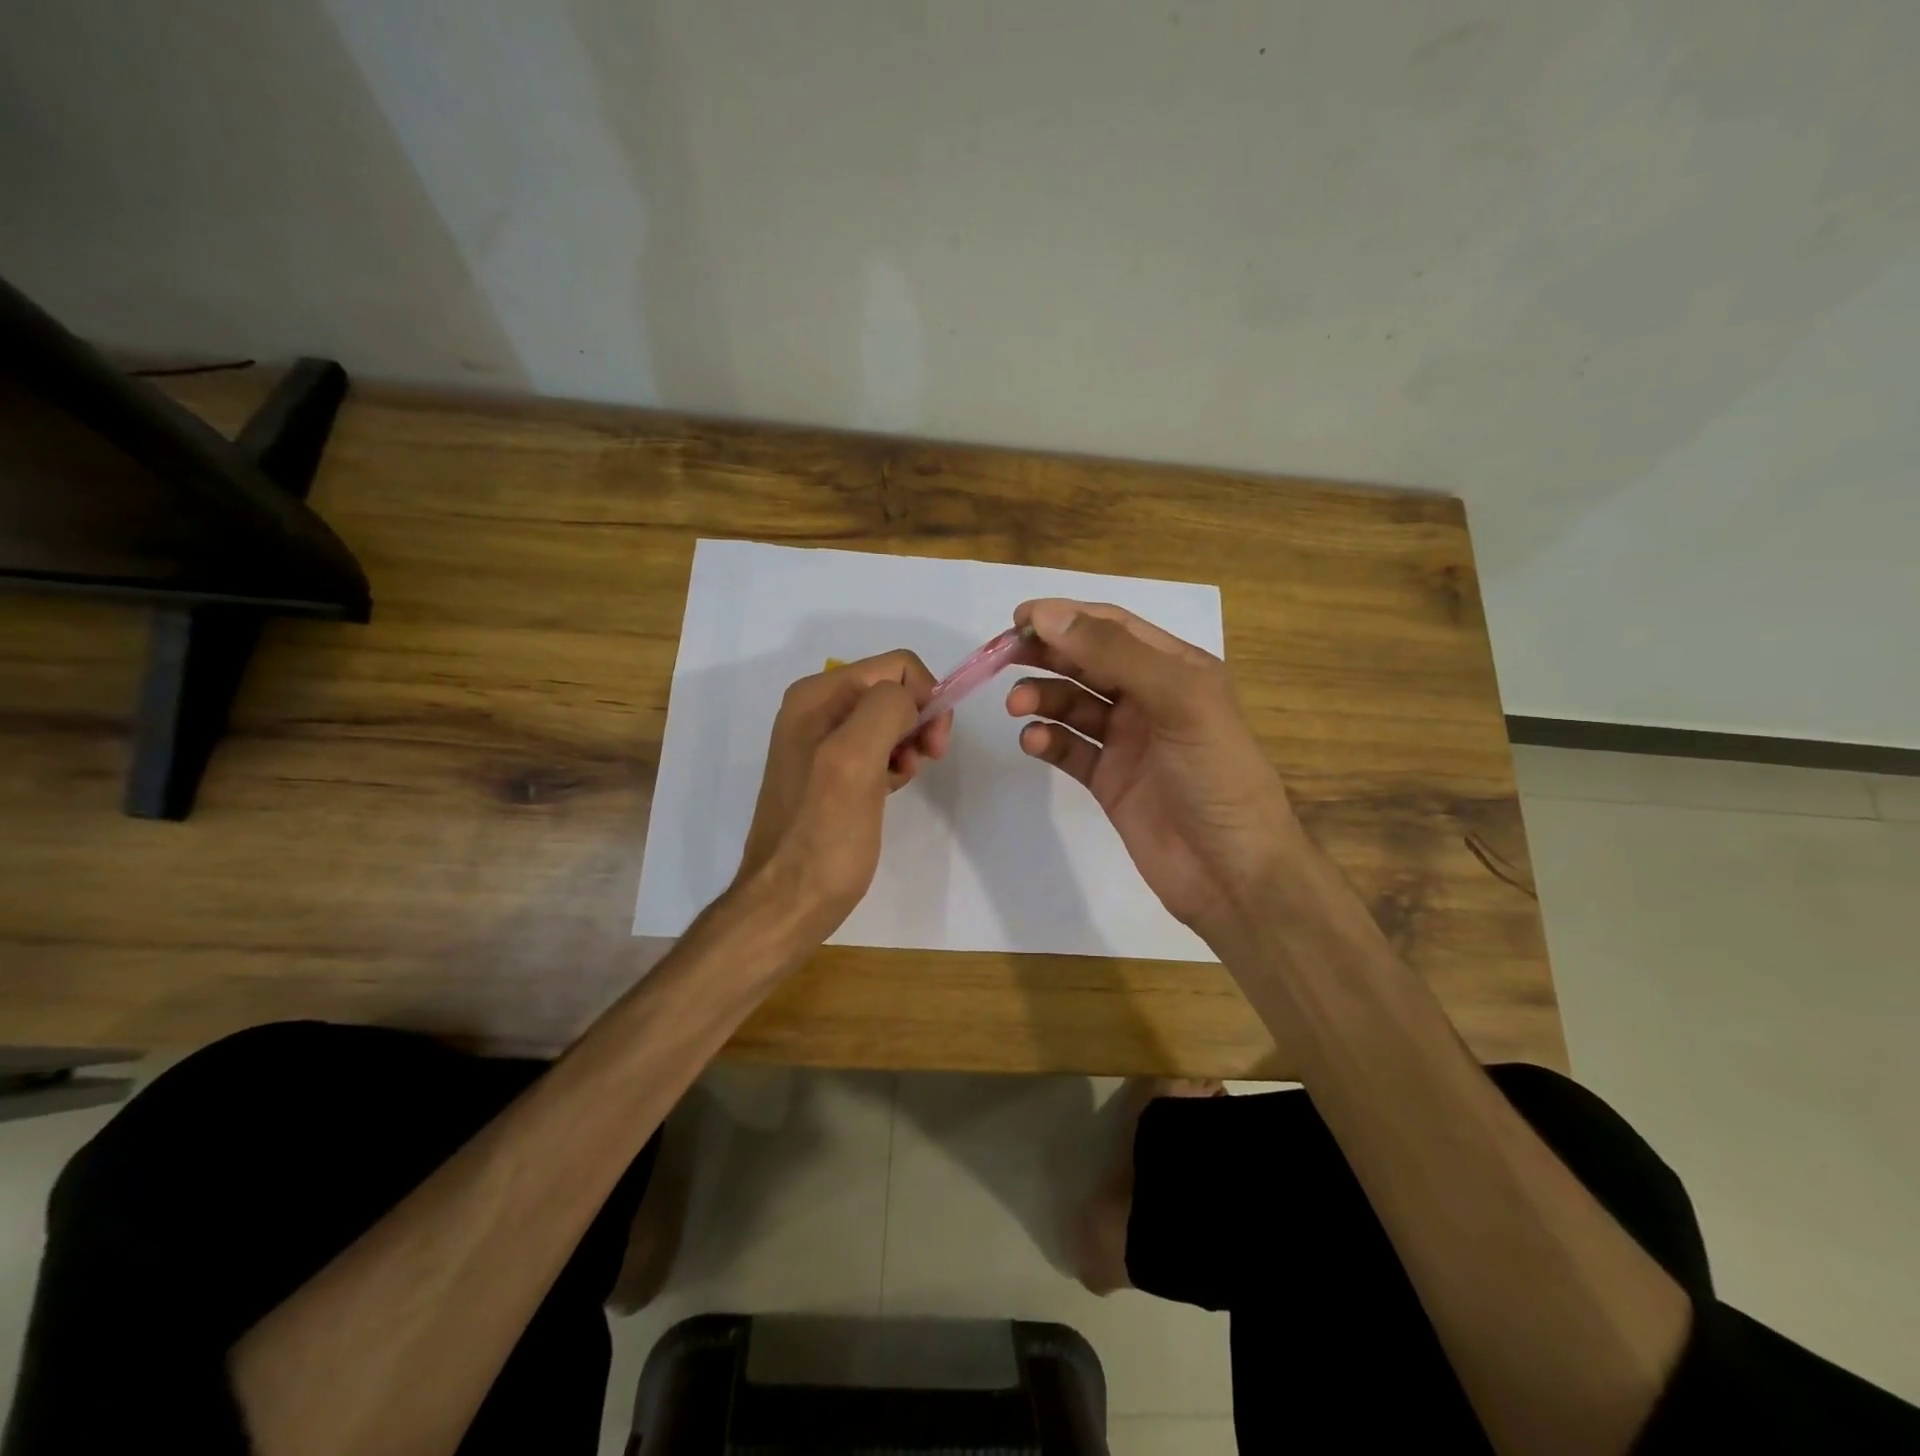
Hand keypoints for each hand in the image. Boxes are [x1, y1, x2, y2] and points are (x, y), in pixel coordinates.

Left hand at [734, 650, 951, 940]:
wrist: (787, 902)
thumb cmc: (823, 836)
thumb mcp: (853, 762)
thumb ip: (885, 710)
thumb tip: (910, 701)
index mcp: (817, 696)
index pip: (895, 666)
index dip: (925, 698)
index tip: (932, 746)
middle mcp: (814, 709)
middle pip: (892, 690)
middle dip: (918, 720)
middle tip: (926, 761)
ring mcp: (819, 741)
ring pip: (888, 720)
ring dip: (908, 744)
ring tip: (902, 781)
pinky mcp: (828, 771)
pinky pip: (876, 748)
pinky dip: (893, 764)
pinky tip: (889, 790)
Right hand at [1006, 599, 1300, 937]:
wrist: (1232, 873)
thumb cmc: (1217, 776)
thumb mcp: (1179, 700)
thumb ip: (1115, 654)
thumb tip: (1048, 616)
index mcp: (1177, 668)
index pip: (1113, 626)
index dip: (1066, 617)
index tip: (1019, 620)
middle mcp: (1150, 698)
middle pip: (1087, 661)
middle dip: (1047, 655)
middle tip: (1003, 656)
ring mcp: (1128, 741)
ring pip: (1073, 704)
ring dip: (1043, 698)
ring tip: (1017, 706)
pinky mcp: (1109, 780)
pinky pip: (1070, 749)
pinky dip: (1048, 741)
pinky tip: (1035, 742)